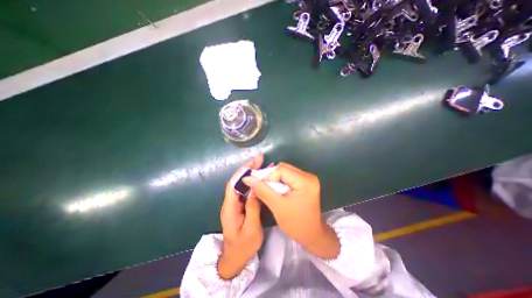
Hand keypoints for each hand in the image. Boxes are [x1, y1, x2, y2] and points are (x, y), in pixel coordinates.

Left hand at [218, 156, 262, 279]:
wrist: (234, 259)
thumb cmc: (243, 247)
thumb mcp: (251, 229)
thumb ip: (252, 208)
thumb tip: (255, 189)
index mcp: (230, 208)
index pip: (233, 184)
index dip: (243, 172)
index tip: (253, 162)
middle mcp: (230, 203)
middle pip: (237, 181)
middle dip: (247, 169)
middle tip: (259, 160)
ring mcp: (234, 204)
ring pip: (241, 185)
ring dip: (250, 174)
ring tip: (260, 165)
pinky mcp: (239, 206)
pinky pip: (244, 191)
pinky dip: (251, 182)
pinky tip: (259, 179)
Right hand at [242, 161, 338, 258]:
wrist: (311, 235)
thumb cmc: (295, 223)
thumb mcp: (277, 206)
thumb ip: (262, 190)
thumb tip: (247, 178)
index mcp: (305, 181)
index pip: (282, 169)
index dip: (267, 175)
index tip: (257, 184)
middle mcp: (308, 176)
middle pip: (284, 168)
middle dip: (270, 177)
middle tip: (261, 186)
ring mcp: (307, 178)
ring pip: (285, 171)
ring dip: (274, 179)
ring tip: (267, 189)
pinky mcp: (305, 182)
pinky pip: (288, 176)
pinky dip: (280, 181)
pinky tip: (275, 189)